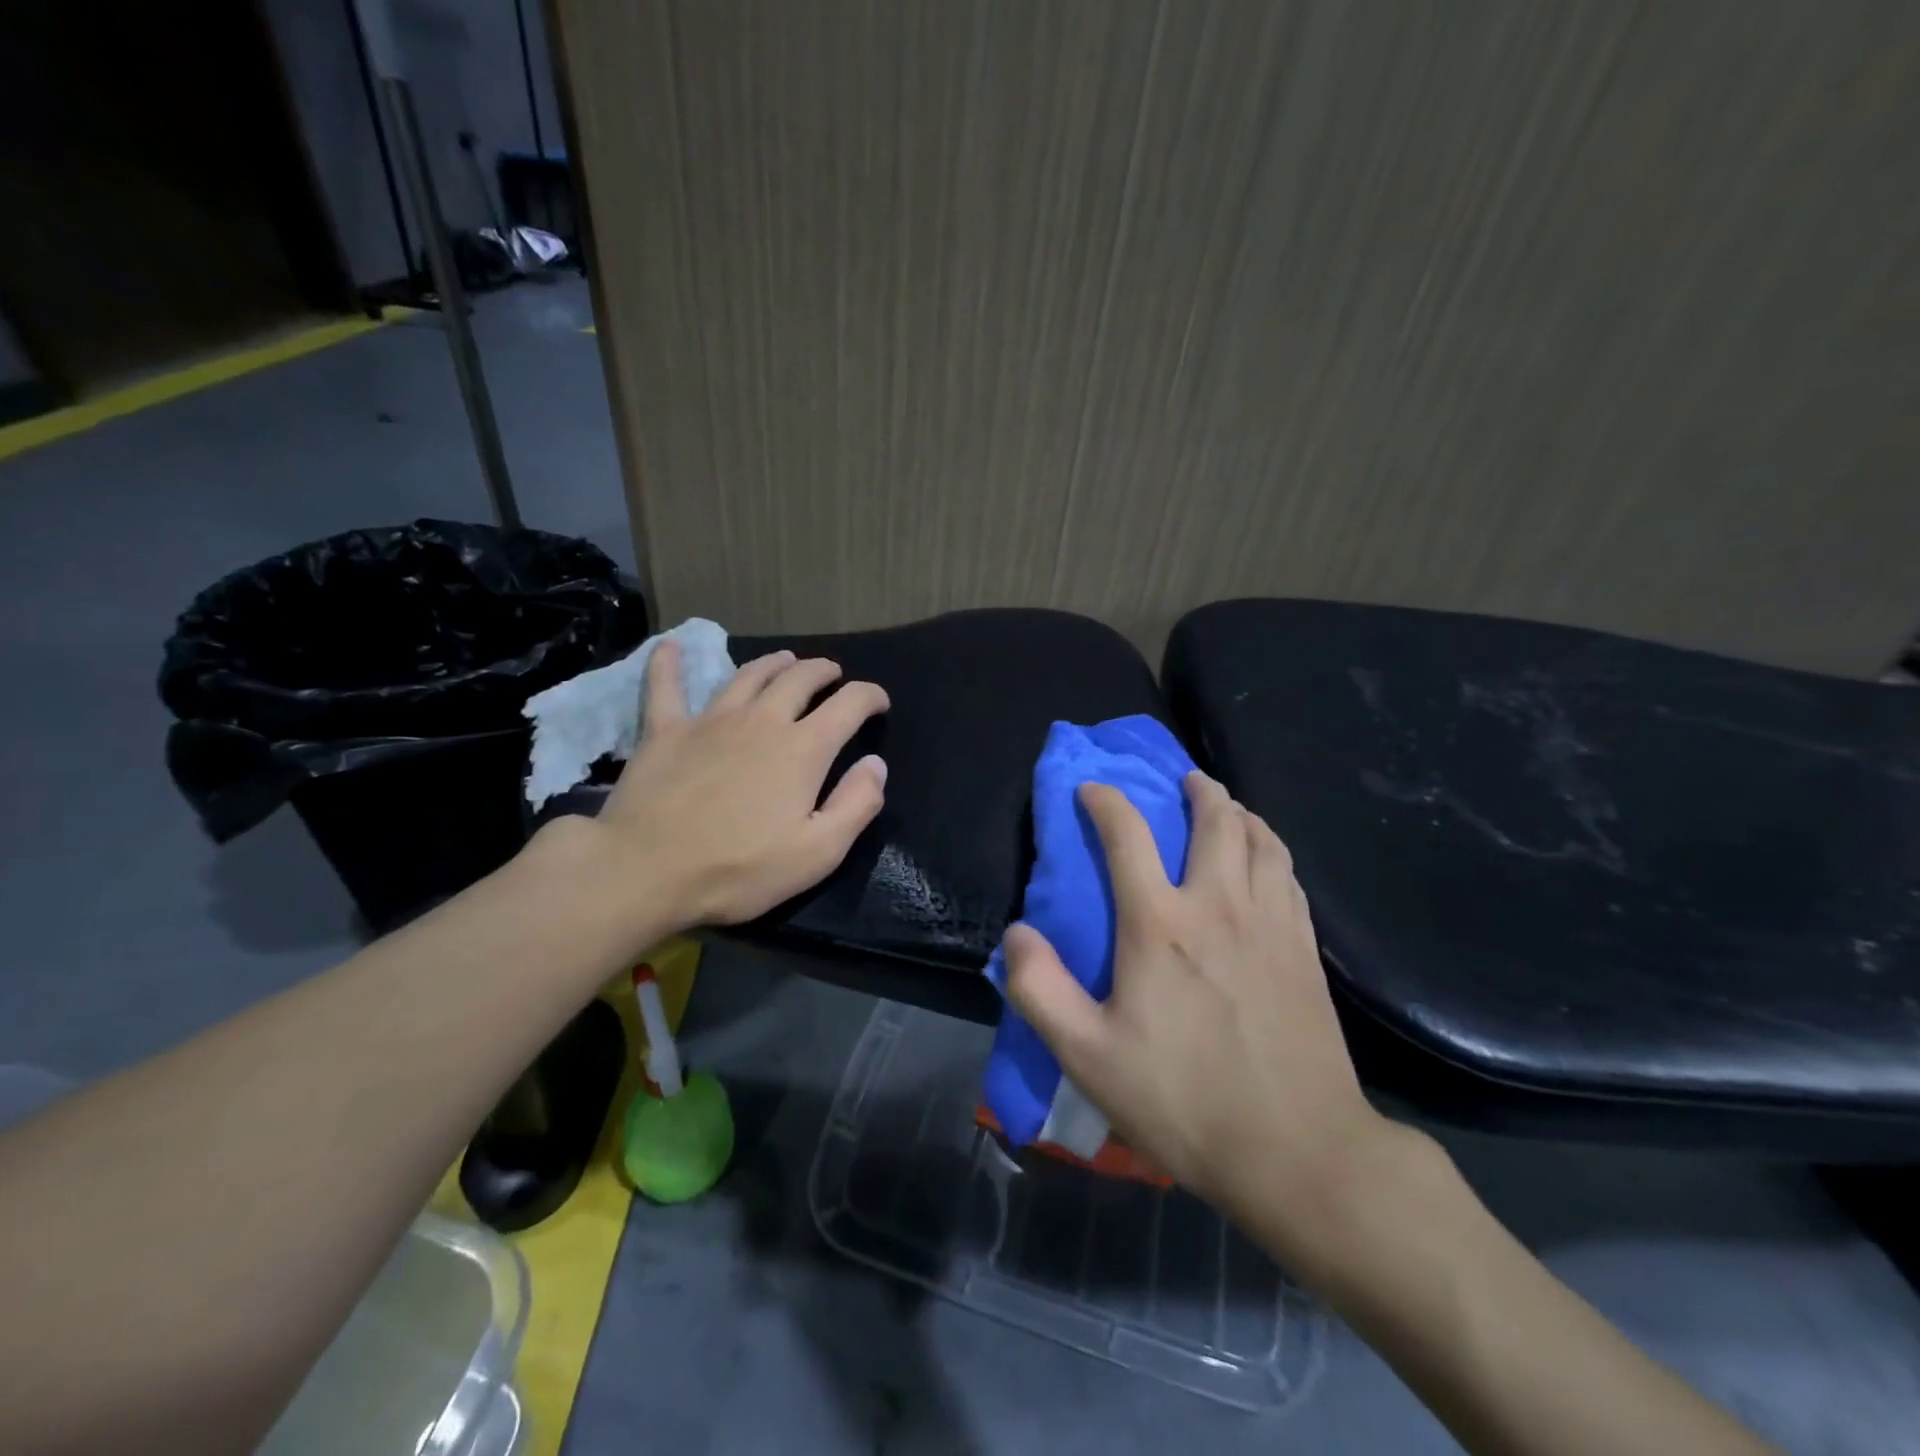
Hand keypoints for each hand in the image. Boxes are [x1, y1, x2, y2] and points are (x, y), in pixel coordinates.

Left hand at [572, 642, 889, 930]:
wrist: (647, 871)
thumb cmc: (740, 869)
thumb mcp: (817, 853)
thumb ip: (856, 805)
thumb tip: (875, 764)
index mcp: (803, 749)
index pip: (849, 705)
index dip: (870, 697)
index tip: (879, 702)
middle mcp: (762, 720)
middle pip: (800, 679)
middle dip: (824, 672)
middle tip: (833, 676)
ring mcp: (710, 720)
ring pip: (748, 675)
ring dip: (773, 663)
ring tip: (786, 660)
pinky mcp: (665, 730)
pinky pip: (665, 687)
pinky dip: (669, 663)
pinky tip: (671, 646)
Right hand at [1002, 772, 1400, 1269]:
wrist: (1300, 1152)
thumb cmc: (1184, 1101)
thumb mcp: (1088, 1057)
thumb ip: (1040, 989)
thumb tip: (1016, 933)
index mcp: (1160, 924)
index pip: (1128, 834)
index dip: (1106, 801)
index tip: (1092, 791)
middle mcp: (1219, 905)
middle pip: (1216, 819)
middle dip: (1198, 790)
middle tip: (1183, 781)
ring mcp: (1271, 923)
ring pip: (1261, 839)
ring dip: (1240, 812)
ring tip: (1227, 808)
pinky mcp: (1306, 949)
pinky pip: (1288, 874)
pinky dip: (1271, 849)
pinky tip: (1266, 860)